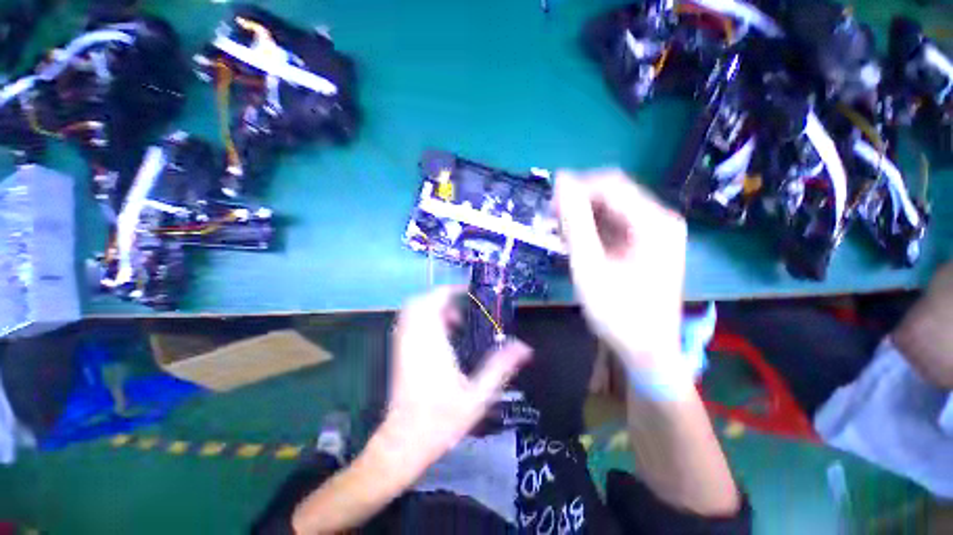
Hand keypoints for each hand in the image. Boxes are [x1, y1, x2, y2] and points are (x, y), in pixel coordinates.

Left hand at [379, 287, 531, 467]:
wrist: (403, 443)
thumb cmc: (441, 420)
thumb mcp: (478, 395)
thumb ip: (501, 367)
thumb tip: (524, 348)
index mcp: (431, 343)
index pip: (434, 302)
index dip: (450, 290)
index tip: (467, 291)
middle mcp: (413, 339)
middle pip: (420, 301)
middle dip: (441, 297)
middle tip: (462, 307)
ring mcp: (402, 345)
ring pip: (412, 310)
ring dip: (433, 308)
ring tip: (454, 322)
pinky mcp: (398, 353)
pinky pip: (408, 323)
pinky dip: (424, 319)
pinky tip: (441, 336)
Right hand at [554, 169, 686, 380]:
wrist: (645, 350)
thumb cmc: (617, 311)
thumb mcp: (589, 266)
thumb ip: (574, 222)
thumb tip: (561, 182)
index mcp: (653, 222)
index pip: (610, 185)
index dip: (576, 188)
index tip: (548, 204)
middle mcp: (658, 220)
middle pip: (611, 195)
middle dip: (578, 203)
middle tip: (551, 222)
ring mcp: (653, 232)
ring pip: (609, 209)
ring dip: (581, 217)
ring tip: (559, 235)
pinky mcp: (644, 244)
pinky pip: (612, 225)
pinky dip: (590, 230)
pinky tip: (575, 243)